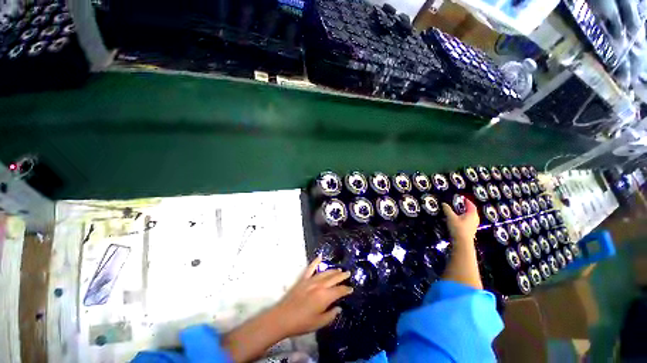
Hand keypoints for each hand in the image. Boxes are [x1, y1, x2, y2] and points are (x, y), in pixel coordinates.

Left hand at [221, 256, 352, 362]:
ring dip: (333, 270)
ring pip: (325, 272)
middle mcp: (320, 285)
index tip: (351, 289)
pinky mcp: (303, 279)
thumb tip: (338, 308)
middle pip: (333, 278)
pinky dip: (315, 262)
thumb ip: (331, 315)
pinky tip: (320, 257)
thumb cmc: (302, 323)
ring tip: (339, 269)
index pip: (339, 290)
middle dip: (342, 276)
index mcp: (325, 296)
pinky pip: (311, 268)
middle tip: (348, 273)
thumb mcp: (319, 323)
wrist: (283, 318)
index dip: (346, 289)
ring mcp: (311, 280)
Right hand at [442, 197, 478, 244]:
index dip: (467, 201)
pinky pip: (468, 221)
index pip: (471, 205)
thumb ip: (447, 209)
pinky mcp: (471, 230)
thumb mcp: (451, 217)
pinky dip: (464, 218)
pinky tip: (458, 220)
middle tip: (460, 204)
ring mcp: (474, 225)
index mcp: (472, 214)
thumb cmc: (458, 228)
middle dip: (466, 207)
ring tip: (458, 211)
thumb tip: (444, 203)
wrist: (462, 242)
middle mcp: (475, 219)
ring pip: (470, 216)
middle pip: (472, 211)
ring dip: (465, 213)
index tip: (462, 198)